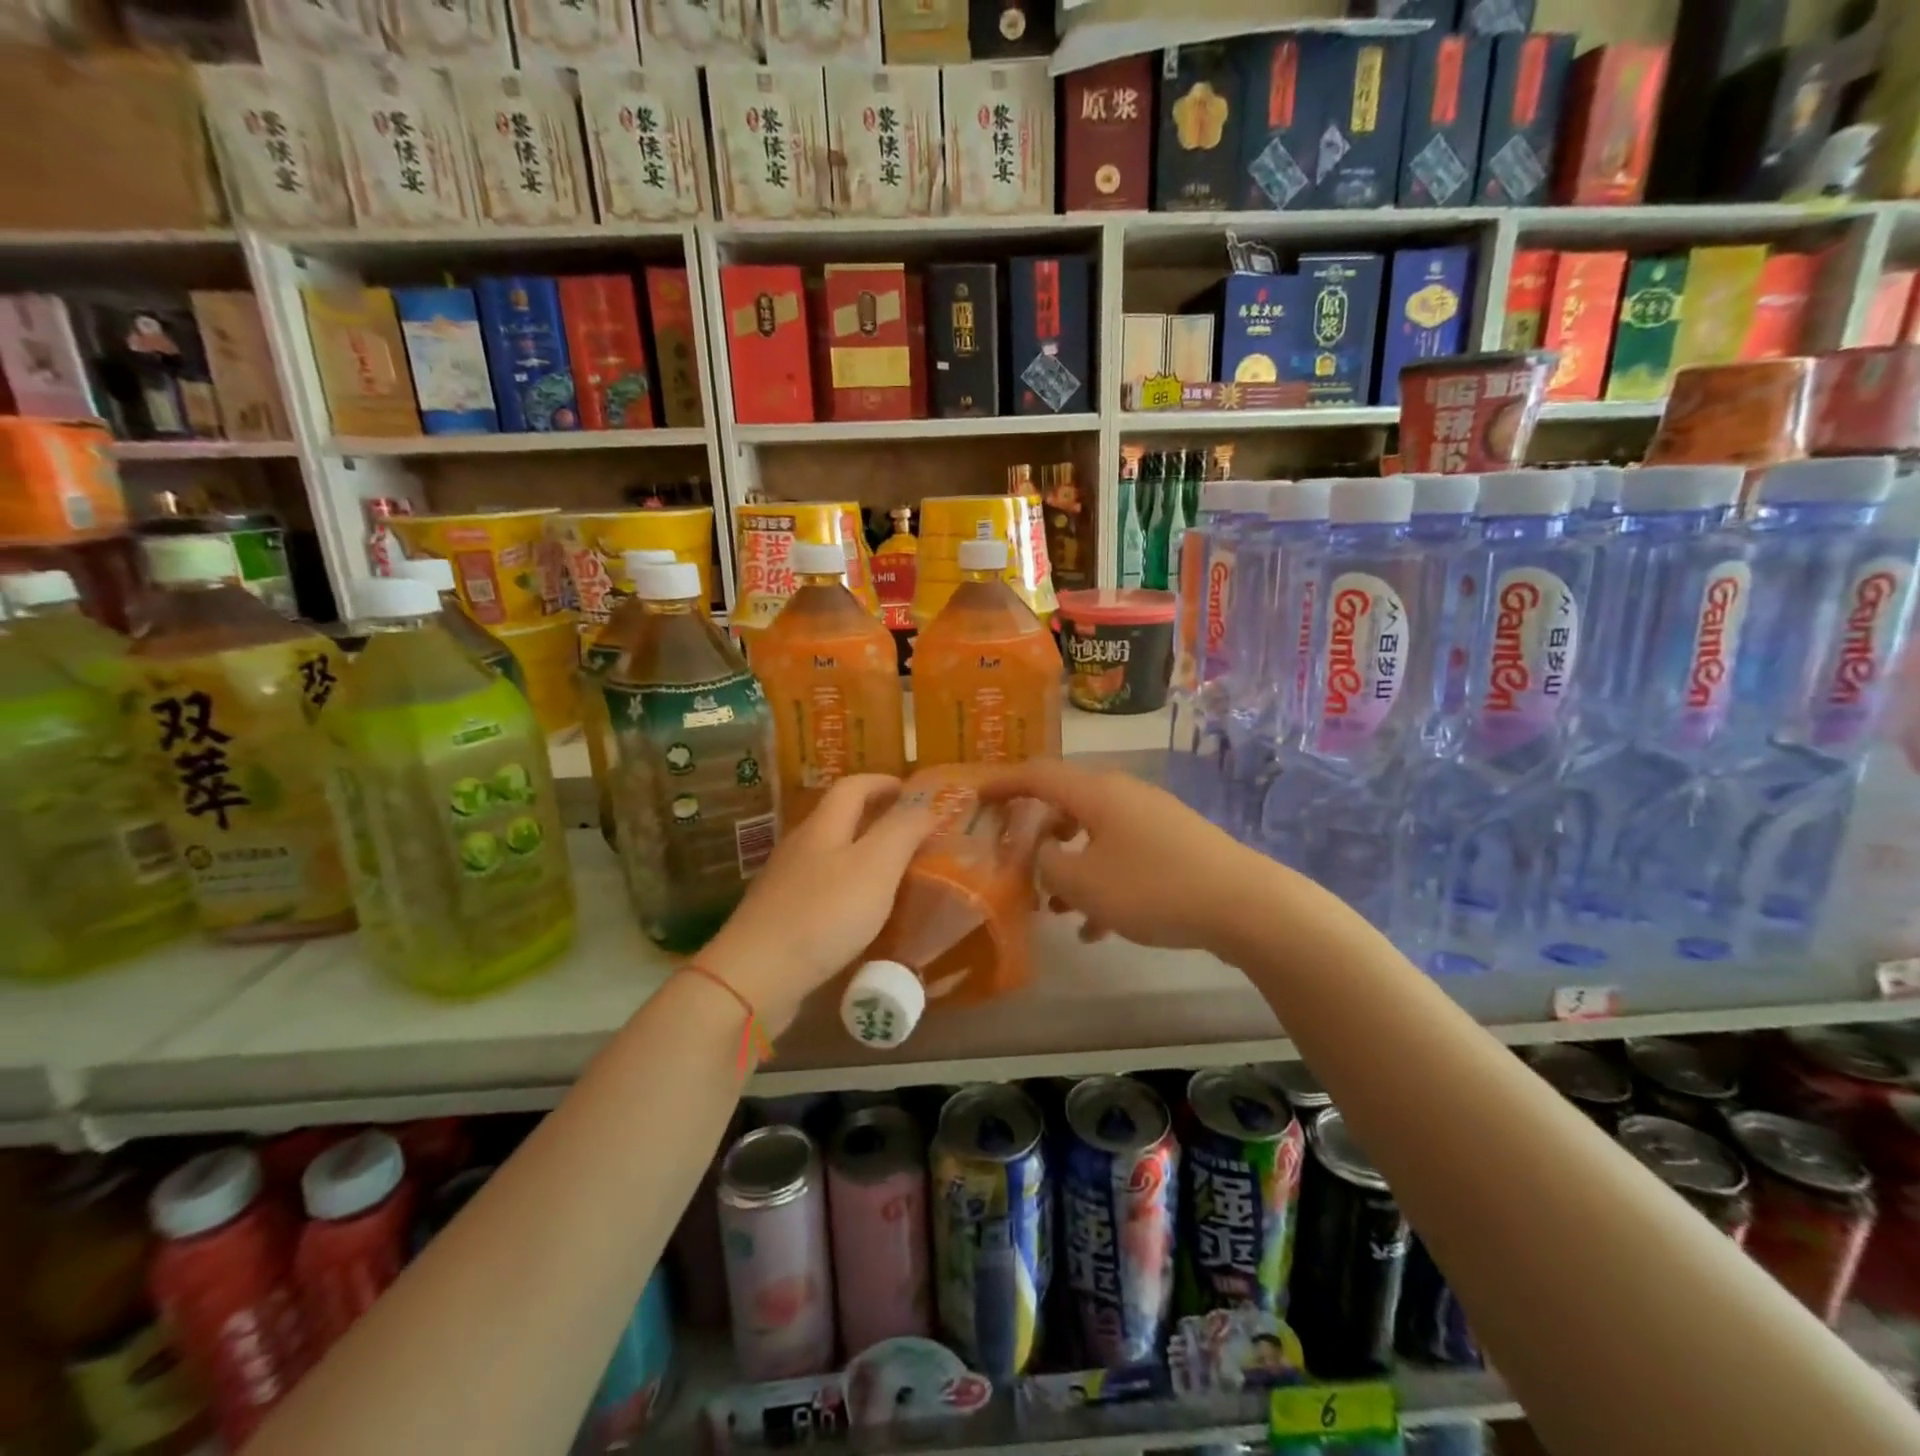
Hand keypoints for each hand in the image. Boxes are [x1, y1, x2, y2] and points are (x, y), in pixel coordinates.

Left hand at [703, 775, 939, 1036]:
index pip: (853, 786)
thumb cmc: (823, 914)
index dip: (883, 782)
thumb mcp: (876, 866)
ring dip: (863, 855)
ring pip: (831, 855)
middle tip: (913, 833)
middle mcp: (801, 846)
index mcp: (823, 826)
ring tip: (896, 873)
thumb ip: (903, 830)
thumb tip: (925, 805)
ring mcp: (786, 882)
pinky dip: (849, 888)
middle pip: (839, 818)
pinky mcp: (781, 917)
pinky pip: (823, 889)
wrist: (756, 976)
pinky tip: (863, 914)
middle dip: (876, 818)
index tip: (912, 791)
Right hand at [983, 760, 1271, 953]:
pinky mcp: (1172, 845)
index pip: (1037, 775)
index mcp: (1096, 792)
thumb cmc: (1153, 887)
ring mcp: (1151, 819)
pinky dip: (1102, 883)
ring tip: (1053, 909)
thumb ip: (1047, 865)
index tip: (975, 796)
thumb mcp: (1084, 882)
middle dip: (1037, 837)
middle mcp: (1122, 795)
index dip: (1002, 783)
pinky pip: (1122, 857)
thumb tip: (1041, 855)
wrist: (1244, 905)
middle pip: (1065, 806)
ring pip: (1093, 836)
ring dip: (1069, 868)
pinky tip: (1097, 928)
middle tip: (1015, 863)